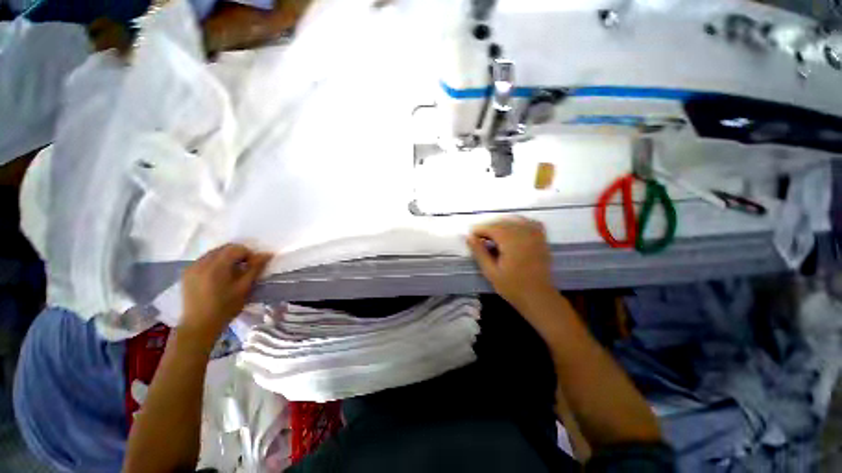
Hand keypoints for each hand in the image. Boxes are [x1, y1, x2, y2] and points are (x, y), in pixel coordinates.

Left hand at [181, 244, 271, 343]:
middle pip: (225, 248)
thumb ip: (255, 268)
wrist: (199, 325)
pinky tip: (218, 276)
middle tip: (245, 269)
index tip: (253, 267)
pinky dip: (215, 263)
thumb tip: (267, 254)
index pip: (237, 249)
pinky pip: (204, 260)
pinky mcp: (187, 273)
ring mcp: (192, 267)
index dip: (249, 255)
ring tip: (232, 273)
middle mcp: (201, 262)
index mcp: (216, 266)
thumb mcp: (244, 288)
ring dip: (226, 258)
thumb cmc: (225, 308)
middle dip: (238, 255)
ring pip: (214, 253)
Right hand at [467, 217, 555, 310]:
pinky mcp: (541, 239)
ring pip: (514, 220)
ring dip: (501, 225)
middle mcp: (524, 233)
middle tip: (479, 239)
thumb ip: (479, 252)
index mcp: (511, 241)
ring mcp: (535, 235)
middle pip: (501, 222)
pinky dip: (518, 223)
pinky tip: (512, 231)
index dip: (478, 231)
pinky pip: (529, 223)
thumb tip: (468, 237)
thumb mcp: (491, 272)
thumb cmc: (512, 287)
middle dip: (488, 228)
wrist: (538, 297)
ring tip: (493, 236)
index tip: (471, 238)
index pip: (491, 227)